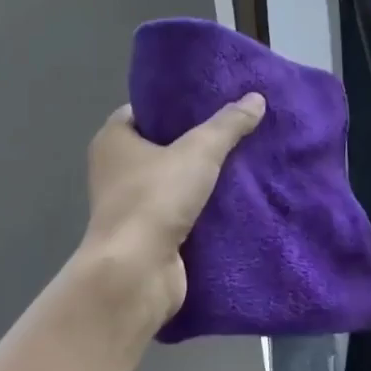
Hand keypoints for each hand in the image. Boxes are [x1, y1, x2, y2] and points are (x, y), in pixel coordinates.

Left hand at [82, 94, 266, 325]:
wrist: (137, 272)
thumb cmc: (155, 198)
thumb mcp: (199, 151)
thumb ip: (228, 124)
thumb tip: (256, 98)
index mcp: (113, 141)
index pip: (146, 112)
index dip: (177, 107)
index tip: (213, 103)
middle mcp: (116, 171)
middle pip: (163, 147)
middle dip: (197, 142)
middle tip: (237, 131)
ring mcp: (132, 206)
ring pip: (175, 182)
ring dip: (203, 178)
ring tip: (244, 162)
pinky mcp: (149, 236)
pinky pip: (182, 212)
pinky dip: (204, 208)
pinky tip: (237, 200)